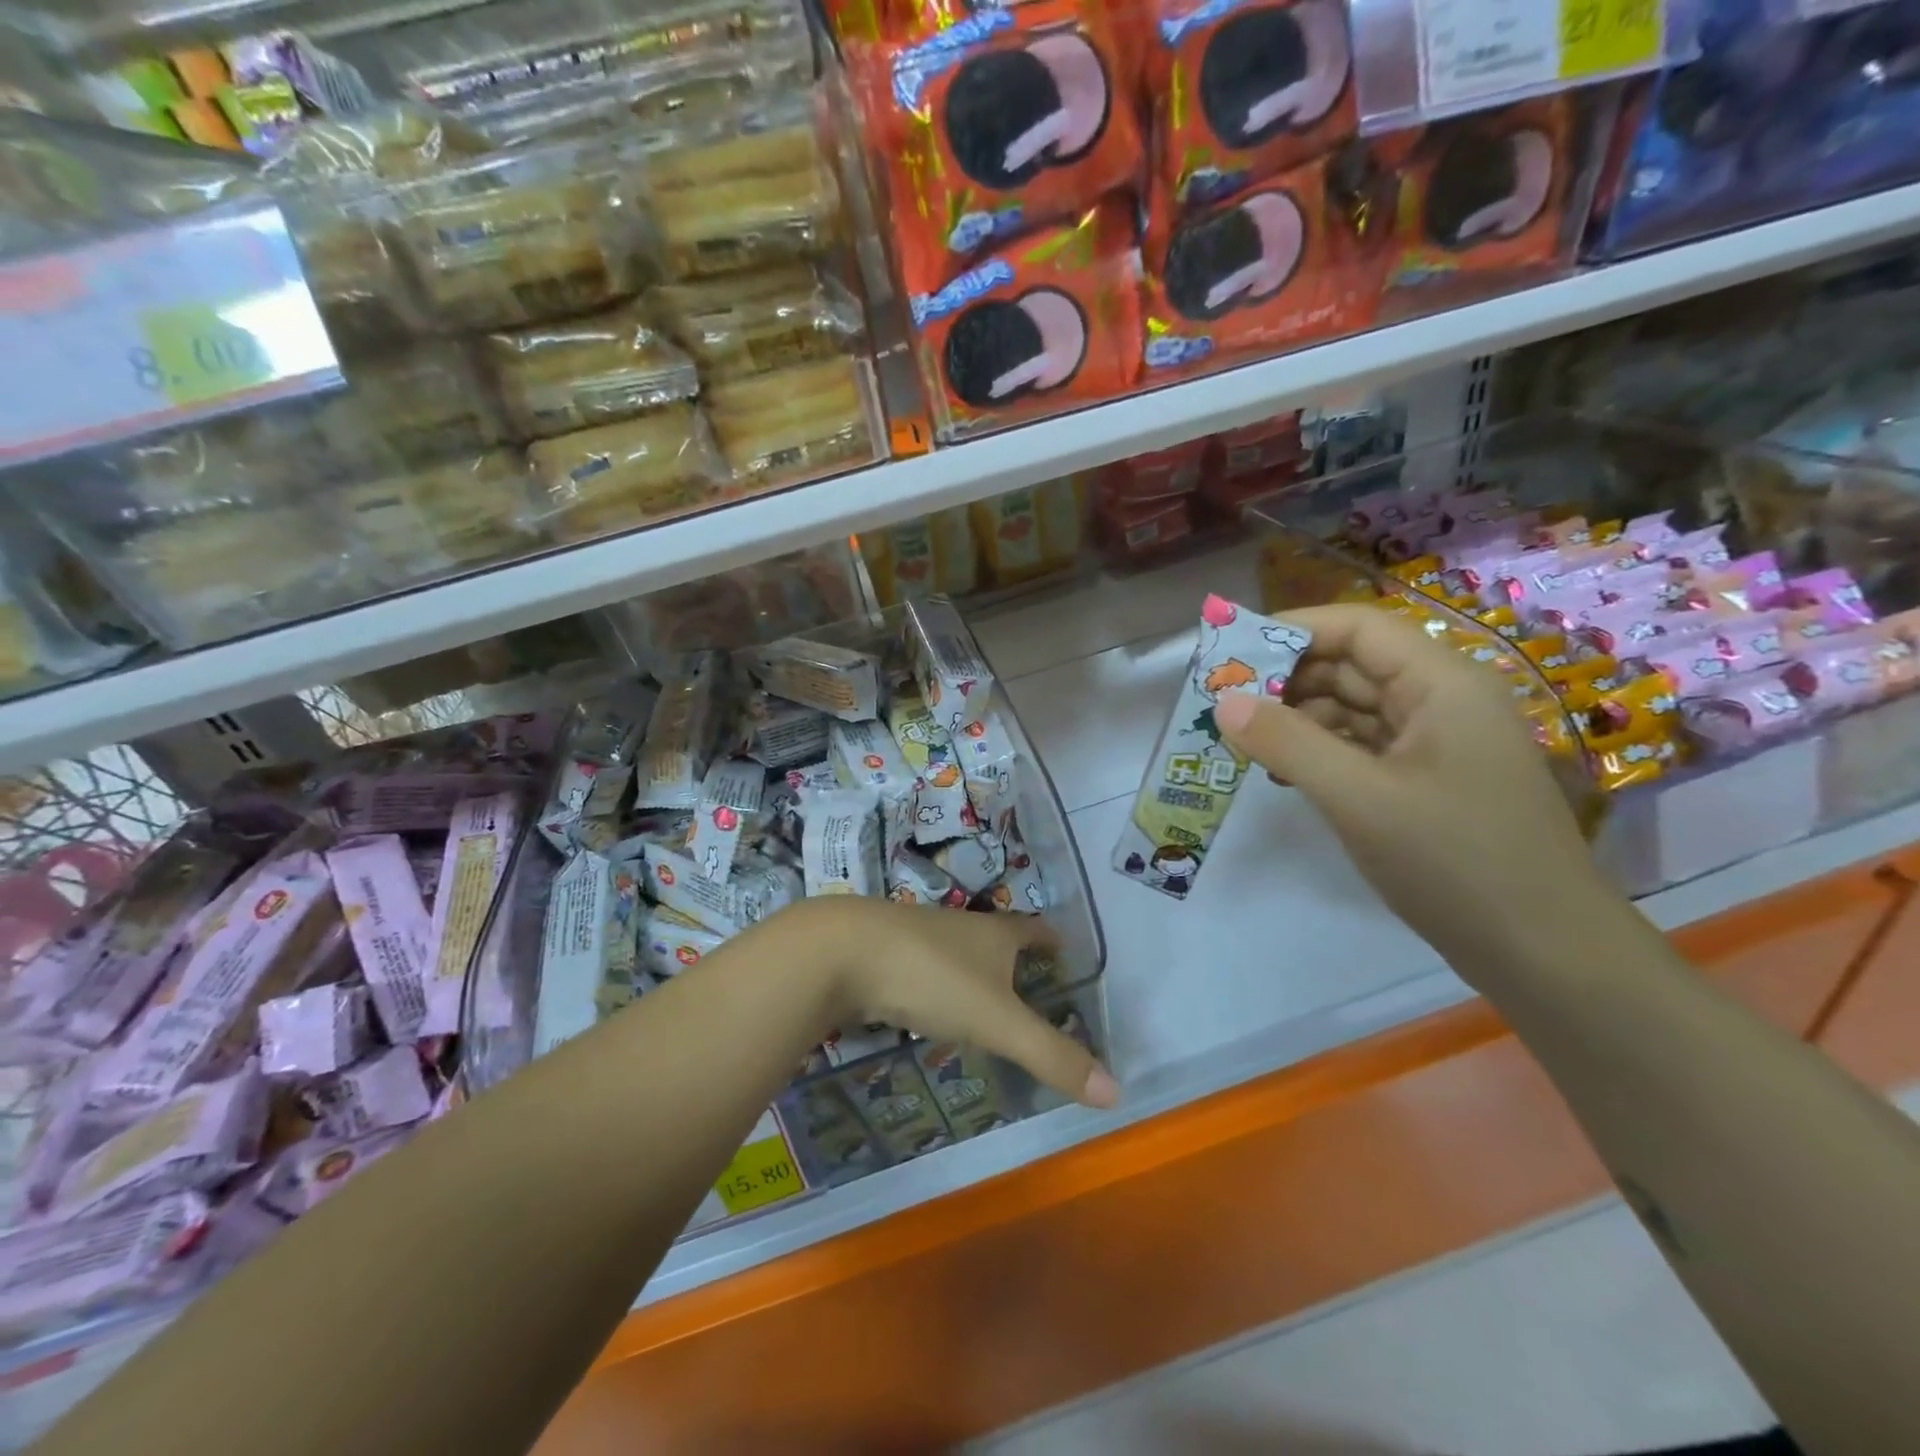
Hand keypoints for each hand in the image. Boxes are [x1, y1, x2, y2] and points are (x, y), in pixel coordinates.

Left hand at [784, 897, 1118, 1108]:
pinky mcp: (881, 953)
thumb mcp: (997, 1021)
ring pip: (955, 952)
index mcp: (993, 933)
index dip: (1050, 939)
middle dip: (1013, 956)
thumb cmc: (931, 976)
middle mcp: (958, 927)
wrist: (840, 952)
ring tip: (983, 997)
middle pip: (994, 937)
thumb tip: (1117, 1092)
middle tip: (1030, 980)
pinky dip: (934, 984)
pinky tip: (926, 1005)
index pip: (1032, 930)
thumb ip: (1051, 1055)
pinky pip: (920, 967)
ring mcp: (916, 936)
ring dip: (972, 970)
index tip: (1063, 946)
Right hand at [1214, 604, 1607, 971]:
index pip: (1356, 628)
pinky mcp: (1425, 780)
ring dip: (1296, 719)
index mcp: (1440, 683)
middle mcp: (1440, 700)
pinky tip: (1280, 772)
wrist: (1543, 952)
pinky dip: (1318, 752)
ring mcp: (1435, 743)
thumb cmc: (1456, 861)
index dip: (1291, 630)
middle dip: (1285, 679)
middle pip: (1351, 665)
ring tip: (1240, 740)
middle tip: (1220, 703)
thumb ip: (1288, 743)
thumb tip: (1223, 702)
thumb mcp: (1359, 798)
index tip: (1229, 652)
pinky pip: (1361, 747)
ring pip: (1352, 708)